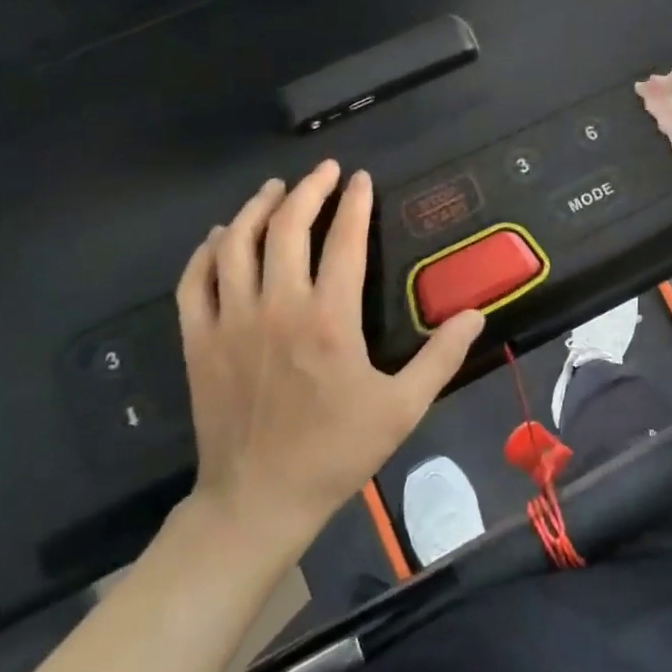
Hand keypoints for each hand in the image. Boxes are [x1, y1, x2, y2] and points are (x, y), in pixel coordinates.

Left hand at [175, 161, 483, 545]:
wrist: (258, 500)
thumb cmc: (335, 452)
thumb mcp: (402, 408)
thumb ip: (441, 357)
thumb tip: (476, 313)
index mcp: (329, 320)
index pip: (345, 242)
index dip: (356, 204)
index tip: (363, 179)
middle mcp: (277, 307)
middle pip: (288, 228)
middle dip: (309, 190)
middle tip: (324, 170)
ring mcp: (231, 322)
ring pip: (237, 244)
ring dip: (257, 208)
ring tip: (275, 189)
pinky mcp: (199, 340)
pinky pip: (195, 280)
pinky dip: (207, 251)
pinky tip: (221, 236)